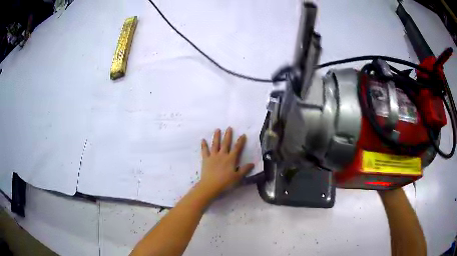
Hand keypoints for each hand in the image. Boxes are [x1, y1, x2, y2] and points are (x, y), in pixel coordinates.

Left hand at [197, 127, 254, 198]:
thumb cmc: (225, 183)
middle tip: (229, 128)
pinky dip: (203, 145)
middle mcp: (222, 155)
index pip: (237, 148)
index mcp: (231, 159)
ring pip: (215, 144)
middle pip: (226, 143)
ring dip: (216, 136)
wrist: (210, 186)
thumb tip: (252, 163)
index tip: (242, 135)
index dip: (240, 141)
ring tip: (217, 129)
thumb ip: (245, 170)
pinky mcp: (205, 159)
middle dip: (228, 135)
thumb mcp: (237, 177)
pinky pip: (204, 151)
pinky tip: (203, 140)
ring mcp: (213, 156)